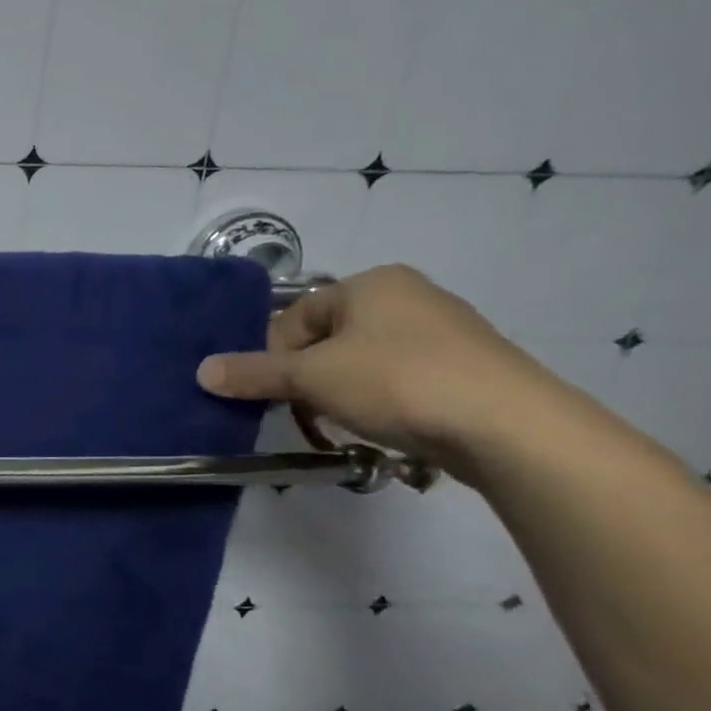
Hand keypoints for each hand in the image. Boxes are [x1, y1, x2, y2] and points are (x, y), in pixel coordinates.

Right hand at [195, 265, 555, 470]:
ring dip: (339, 393)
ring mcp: (444, 332)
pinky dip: (380, 402)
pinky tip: (382, 427)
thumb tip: (201, 371)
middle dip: (306, 377)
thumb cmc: (397, 382)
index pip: (294, 317)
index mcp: (371, 283)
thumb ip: (252, 373)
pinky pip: (400, 380)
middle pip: (326, 339)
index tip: (272, 392)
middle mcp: (409, 296)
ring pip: (361, 362)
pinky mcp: (467, 369)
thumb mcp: (310, 378)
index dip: (273, 356)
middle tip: (300, 410)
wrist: (509, 426)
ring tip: (342, 423)